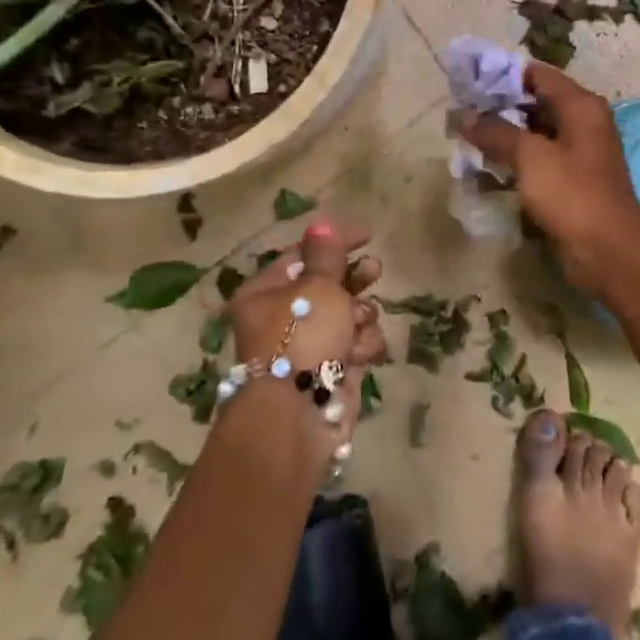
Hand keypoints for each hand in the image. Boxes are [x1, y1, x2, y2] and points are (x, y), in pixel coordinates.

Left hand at [226, 222, 386, 455]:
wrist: (298, 414)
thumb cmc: (300, 337)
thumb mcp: (317, 286)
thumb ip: (326, 255)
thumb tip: (320, 225)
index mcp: (266, 292)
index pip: (302, 255)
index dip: (334, 242)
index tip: (368, 235)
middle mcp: (283, 317)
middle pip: (328, 285)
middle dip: (354, 280)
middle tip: (374, 272)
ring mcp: (309, 345)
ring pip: (349, 315)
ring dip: (360, 318)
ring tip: (357, 327)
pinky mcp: (332, 370)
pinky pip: (357, 344)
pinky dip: (362, 347)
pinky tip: (358, 356)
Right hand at [455, 62, 639, 295]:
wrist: (608, 254)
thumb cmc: (572, 197)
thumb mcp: (531, 158)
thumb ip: (496, 132)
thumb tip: (463, 115)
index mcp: (581, 106)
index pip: (536, 74)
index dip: (501, 74)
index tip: (466, 82)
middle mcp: (583, 123)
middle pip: (535, 102)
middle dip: (498, 107)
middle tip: (459, 113)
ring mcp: (578, 154)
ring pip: (534, 133)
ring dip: (503, 135)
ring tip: (465, 138)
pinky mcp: (571, 181)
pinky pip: (538, 160)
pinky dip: (514, 160)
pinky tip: (486, 166)